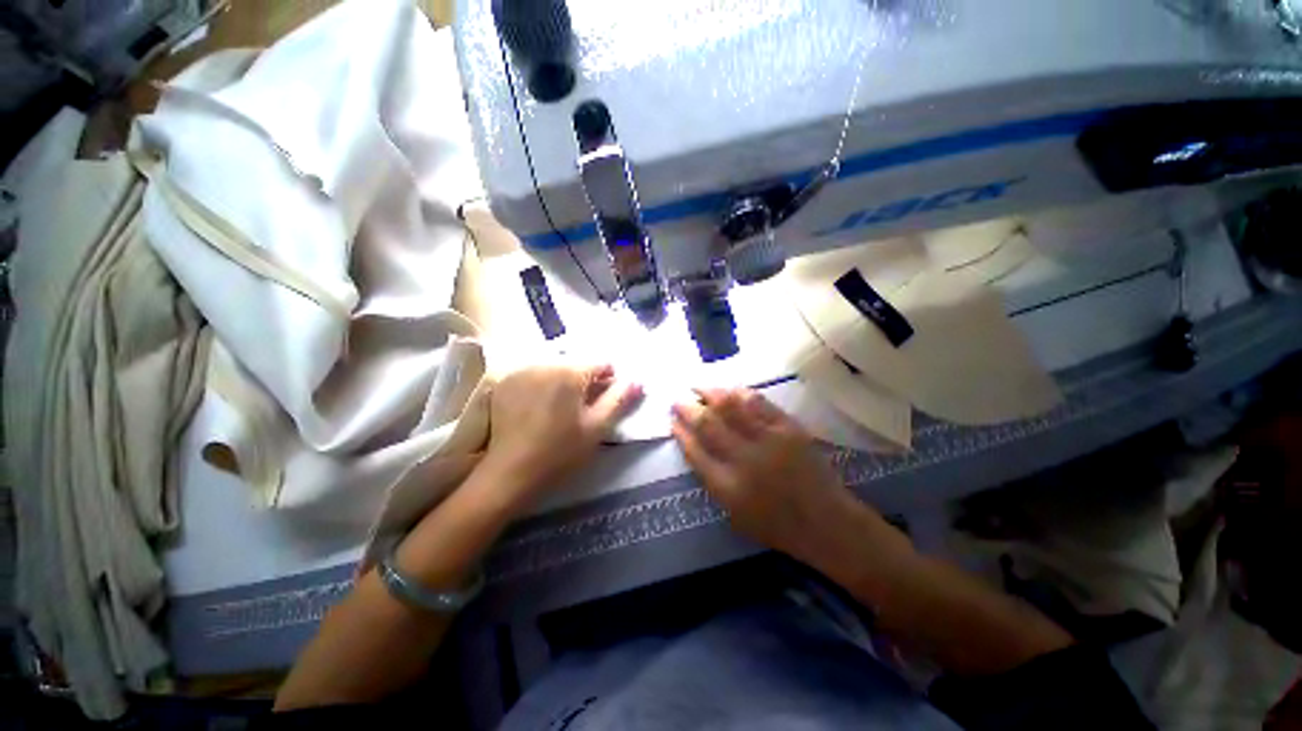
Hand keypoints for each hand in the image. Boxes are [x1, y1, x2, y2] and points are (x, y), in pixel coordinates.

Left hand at [485, 364, 642, 504]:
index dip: (608, 381)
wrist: (510, 473)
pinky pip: (533, 376)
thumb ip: (619, 400)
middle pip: (576, 365)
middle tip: (581, 410)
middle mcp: (545, 364)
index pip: (600, 364)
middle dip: (584, 382)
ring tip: (559, 410)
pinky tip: (537, 408)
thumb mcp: (597, 428)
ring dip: (563, 383)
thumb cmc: (560, 452)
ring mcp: (521, 371)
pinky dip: (541, 385)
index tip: (603, 402)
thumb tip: (637, 381)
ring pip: (555, 369)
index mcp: (570, 373)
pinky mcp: (505, 382)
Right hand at [671, 388, 849, 556]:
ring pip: (731, 407)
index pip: (695, 452)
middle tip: (678, 399)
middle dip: (688, 409)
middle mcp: (744, 460)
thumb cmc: (776, 525)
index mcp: (727, 487)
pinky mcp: (788, 428)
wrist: (826, 522)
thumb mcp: (734, 515)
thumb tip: (694, 448)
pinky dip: (739, 392)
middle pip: (708, 425)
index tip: (672, 421)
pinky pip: (758, 403)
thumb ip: (712, 481)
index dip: (681, 433)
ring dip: (711, 393)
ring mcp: (768, 440)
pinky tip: (729, 388)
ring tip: (699, 387)